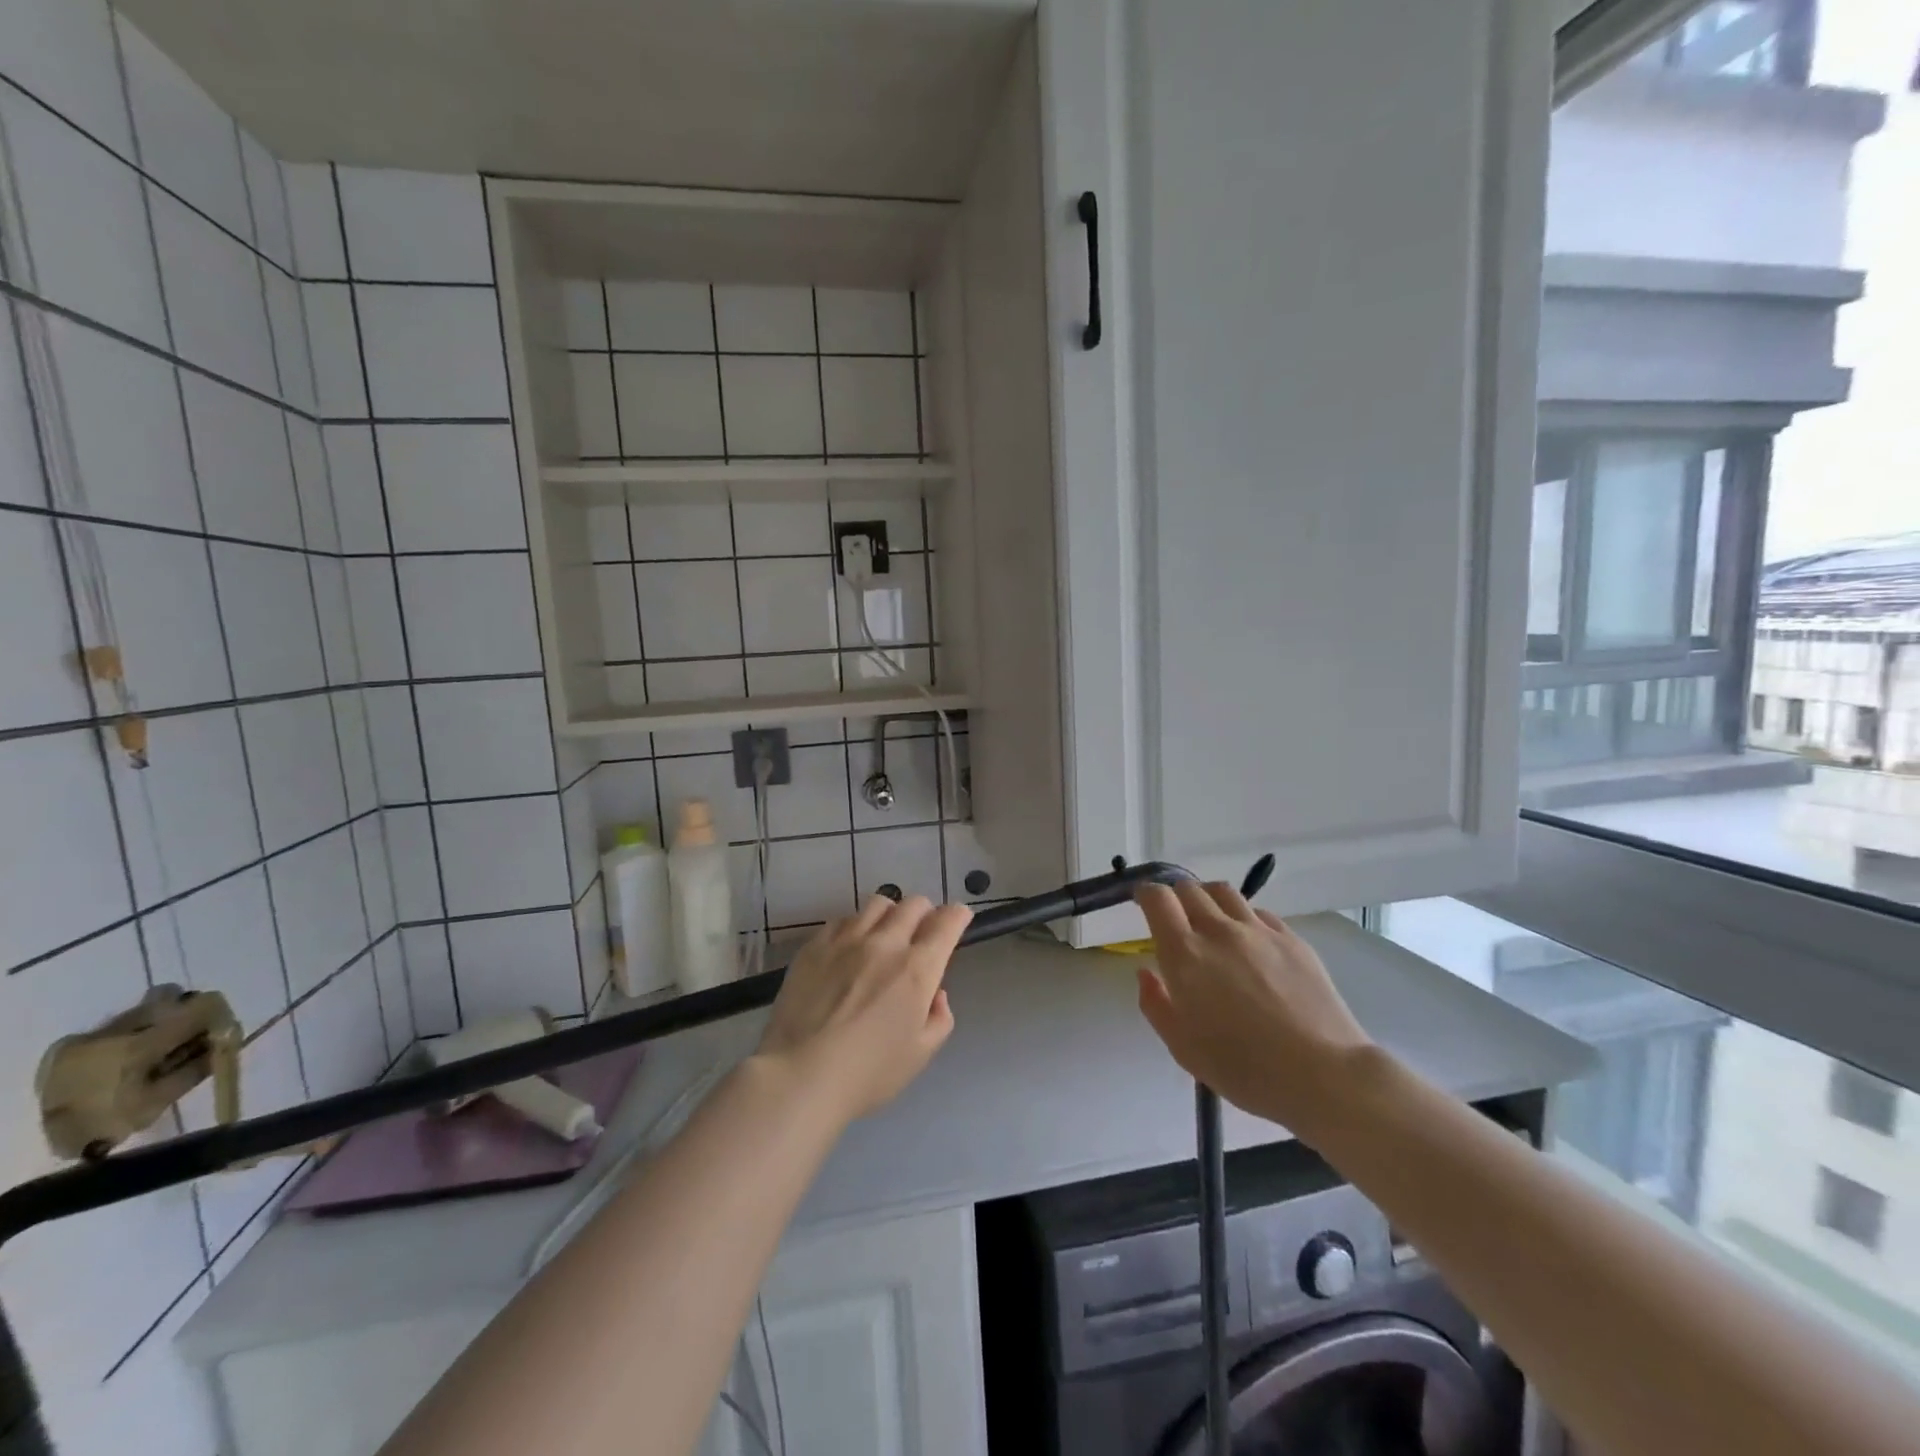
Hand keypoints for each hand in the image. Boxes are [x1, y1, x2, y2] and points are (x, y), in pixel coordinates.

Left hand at [754, 894, 970, 1125]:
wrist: (800, 1075)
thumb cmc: (868, 1073)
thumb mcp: (920, 1054)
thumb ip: (939, 1019)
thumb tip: (935, 993)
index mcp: (917, 969)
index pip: (947, 922)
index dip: (958, 916)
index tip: (959, 920)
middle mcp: (885, 943)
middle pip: (914, 904)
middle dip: (926, 913)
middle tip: (921, 934)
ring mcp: (846, 940)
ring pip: (878, 904)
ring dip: (890, 915)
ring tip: (884, 936)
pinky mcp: (815, 945)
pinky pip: (842, 919)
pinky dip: (855, 927)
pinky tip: (849, 949)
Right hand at [1134, 881, 1373, 1132]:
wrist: (1323, 1075)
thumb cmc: (1243, 1068)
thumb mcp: (1182, 1047)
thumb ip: (1155, 1004)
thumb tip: (1147, 973)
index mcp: (1185, 954)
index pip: (1158, 899)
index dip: (1145, 894)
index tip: (1142, 903)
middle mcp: (1220, 931)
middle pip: (1190, 888)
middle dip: (1174, 895)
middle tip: (1174, 916)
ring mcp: (1260, 931)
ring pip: (1224, 892)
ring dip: (1208, 898)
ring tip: (1210, 918)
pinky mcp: (1293, 940)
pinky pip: (1259, 913)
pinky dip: (1244, 917)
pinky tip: (1249, 941)